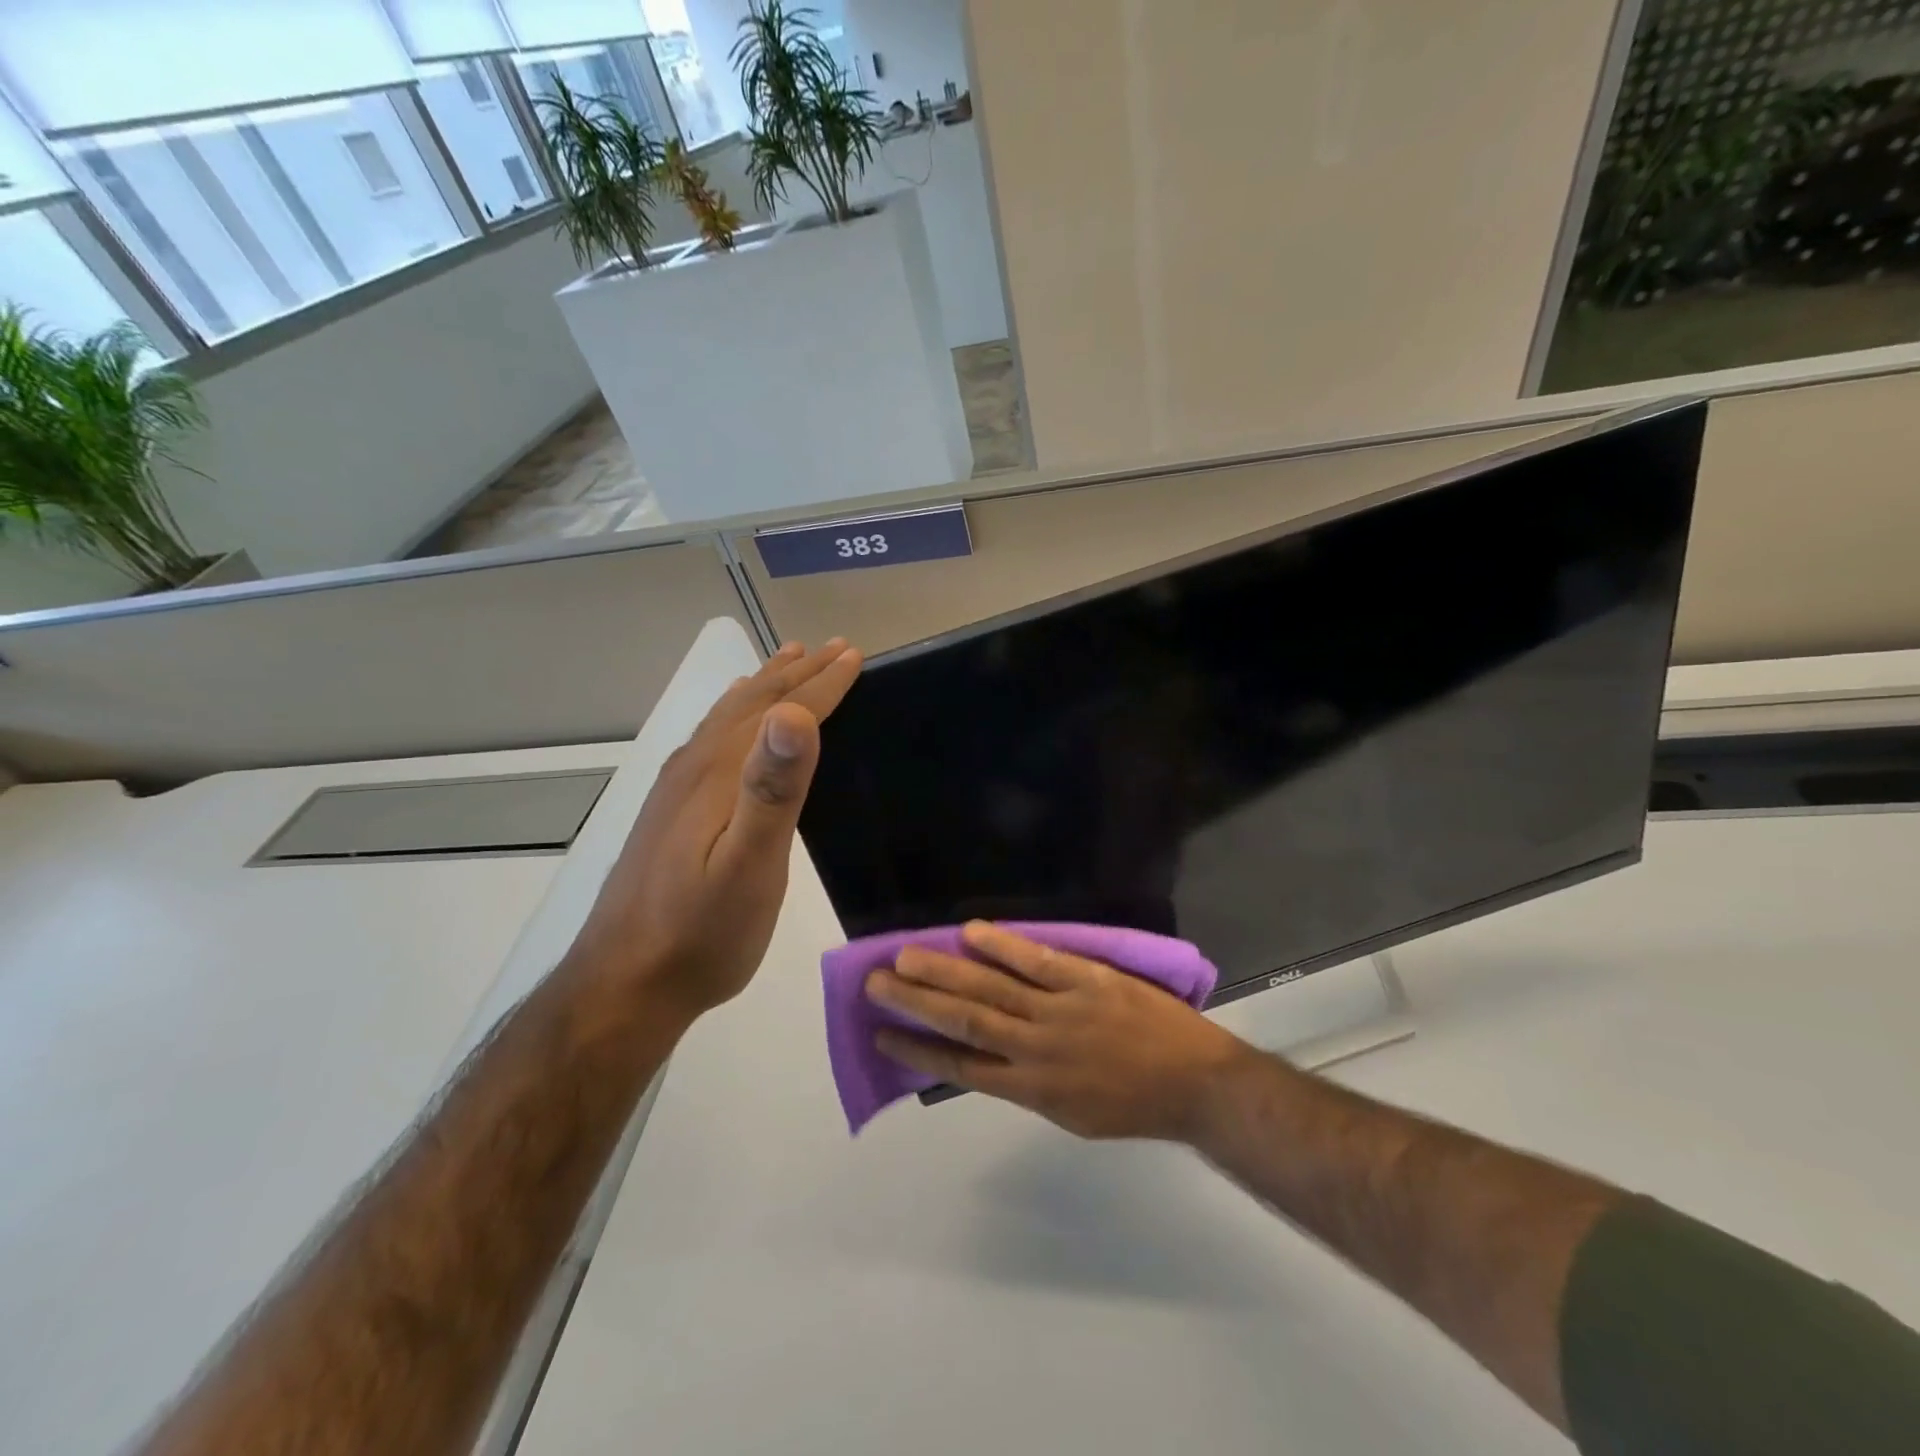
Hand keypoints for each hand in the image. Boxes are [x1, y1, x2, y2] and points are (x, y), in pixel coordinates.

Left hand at [568, 638, 862, 1023]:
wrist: (623, 986)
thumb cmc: (701, 935)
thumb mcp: (748, 867)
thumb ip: (771, 790)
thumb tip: (794, 715)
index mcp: (719, 775)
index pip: (779, 713)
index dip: (821, 684)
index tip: (855, 656)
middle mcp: (695, 769)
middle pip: (751, 704)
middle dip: (797, 673)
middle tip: (835, 649)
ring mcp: (676, 790)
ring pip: (727, 718)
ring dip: (765, 686)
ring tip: (789, 662)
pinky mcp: (670, 812)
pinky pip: (710, 740)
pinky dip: (735, 715)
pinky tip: (734, 726)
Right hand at [866, 922, 1251, 1140]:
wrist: (1195, 1084)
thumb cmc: (1133, 1104)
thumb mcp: (1071, 1114)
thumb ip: (1027, 1084)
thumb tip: (988, 1057)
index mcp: (1031, 1089)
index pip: (960, 1066)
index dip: (917, 1050)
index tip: (882, 1034)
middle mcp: (1035, 1050)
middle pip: (963, 1021)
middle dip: (915, 1002)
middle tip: (875, 983)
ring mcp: (1060, 1012)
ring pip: (990, 989)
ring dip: (944, 972)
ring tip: (905, 957)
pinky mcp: (1087, 981)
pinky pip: (1037, 961)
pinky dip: (1002, 946)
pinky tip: (971, 932)